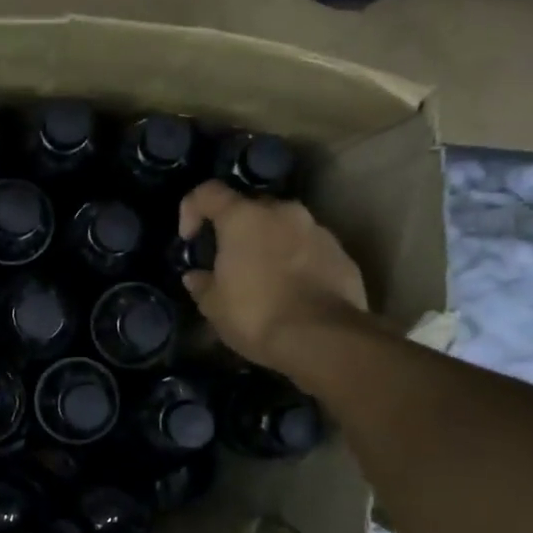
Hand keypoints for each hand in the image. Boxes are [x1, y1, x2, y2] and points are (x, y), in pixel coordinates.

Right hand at [178, 181, 368, 371]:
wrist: (324, 339)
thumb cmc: (256, 315)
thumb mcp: (214, 306)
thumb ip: (202, 284)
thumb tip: (196, 277)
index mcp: (243, 218)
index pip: (208, 192)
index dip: (192, 209)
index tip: (190, 239)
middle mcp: (283, 212)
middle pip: (251, 207)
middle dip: (238, 229)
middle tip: (230, 260)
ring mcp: (318, 231)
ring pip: (285, 228)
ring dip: (271, 245)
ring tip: (264, 279)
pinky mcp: (342, 254)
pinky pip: (310, 249)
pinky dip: (298, 262)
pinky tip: (293, 292)